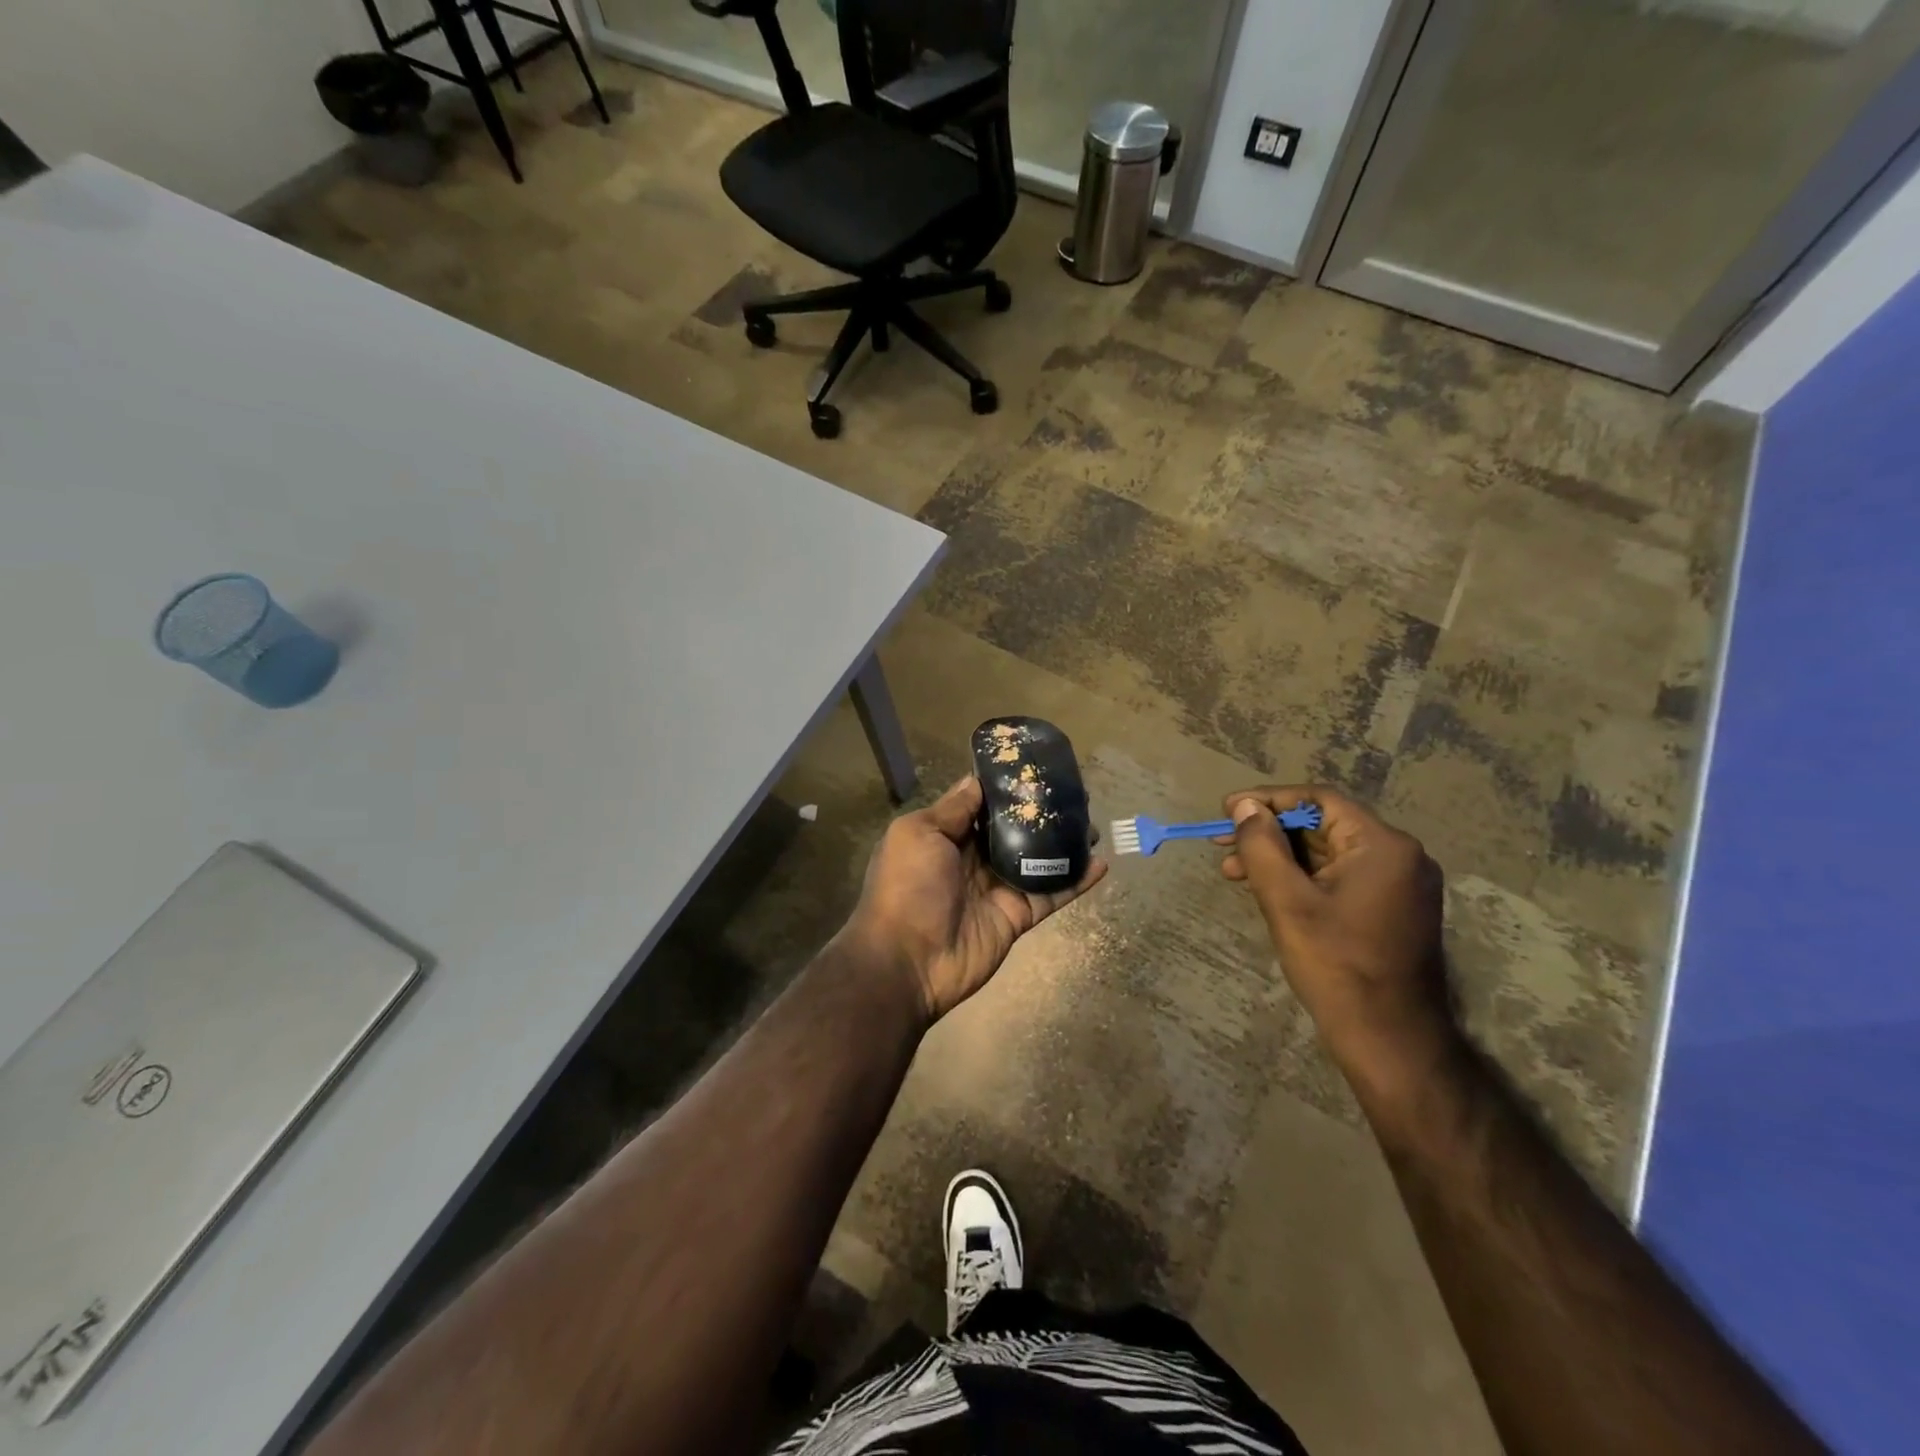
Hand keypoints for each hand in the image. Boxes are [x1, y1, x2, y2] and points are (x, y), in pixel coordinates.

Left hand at [844, 776, 1106, 1022]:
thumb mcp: (918, 834)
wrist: (907, 961)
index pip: (981, 805)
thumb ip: (953, 808)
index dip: (1006, 789)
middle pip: (1014, 830)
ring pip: (1037, 859)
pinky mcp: (1017, 916)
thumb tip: (976, 780)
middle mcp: (972, 859)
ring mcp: (997, 888)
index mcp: (945, 836)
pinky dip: (1075, 881)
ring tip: (1093, 824)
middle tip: (1074, 795)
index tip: (1034, 769)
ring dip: (1064, 843)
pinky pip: (1050, 894)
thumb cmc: (907, 887)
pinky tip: (1101, 864)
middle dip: (1040, 814)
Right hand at [1220, 785, 1456, 1090]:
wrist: (1390, 1040)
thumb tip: (1245, 807)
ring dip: (1279, 857)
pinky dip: (1301, 877)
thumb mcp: (1287, 901)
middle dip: (1269, 832)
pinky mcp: (1391, 909)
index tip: (1226, 810)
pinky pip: (1340, 876)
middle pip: (1323, 825)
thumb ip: (1262, 846)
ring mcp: (1399, 884)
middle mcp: (1400, 856)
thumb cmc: (1337, 966)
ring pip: (1327, 853)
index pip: (1319, 800)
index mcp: (1383, 846)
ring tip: (1233, 872)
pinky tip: (1267, 889)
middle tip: (1222, 844)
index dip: (1268, 800)